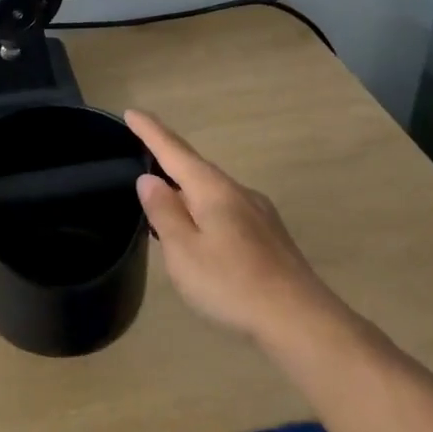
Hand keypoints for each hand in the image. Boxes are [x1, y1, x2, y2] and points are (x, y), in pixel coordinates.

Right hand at [126, 109, 345, 342]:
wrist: (300, 319)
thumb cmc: (232, 284)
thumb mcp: (184, 251)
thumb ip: (164, 213)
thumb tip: (149, 179)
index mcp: (213, 190)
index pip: (174, 151)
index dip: (150, 132)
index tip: (131, 112)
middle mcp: (238, 192)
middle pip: (196, 168)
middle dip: (168, 159)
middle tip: (142, 153)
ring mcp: (259, 212)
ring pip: (213, 191)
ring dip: (187, 188)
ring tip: (165, 199)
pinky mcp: (269, 235)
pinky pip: (227, 209)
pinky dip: (204, 209)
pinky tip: (201, 232)